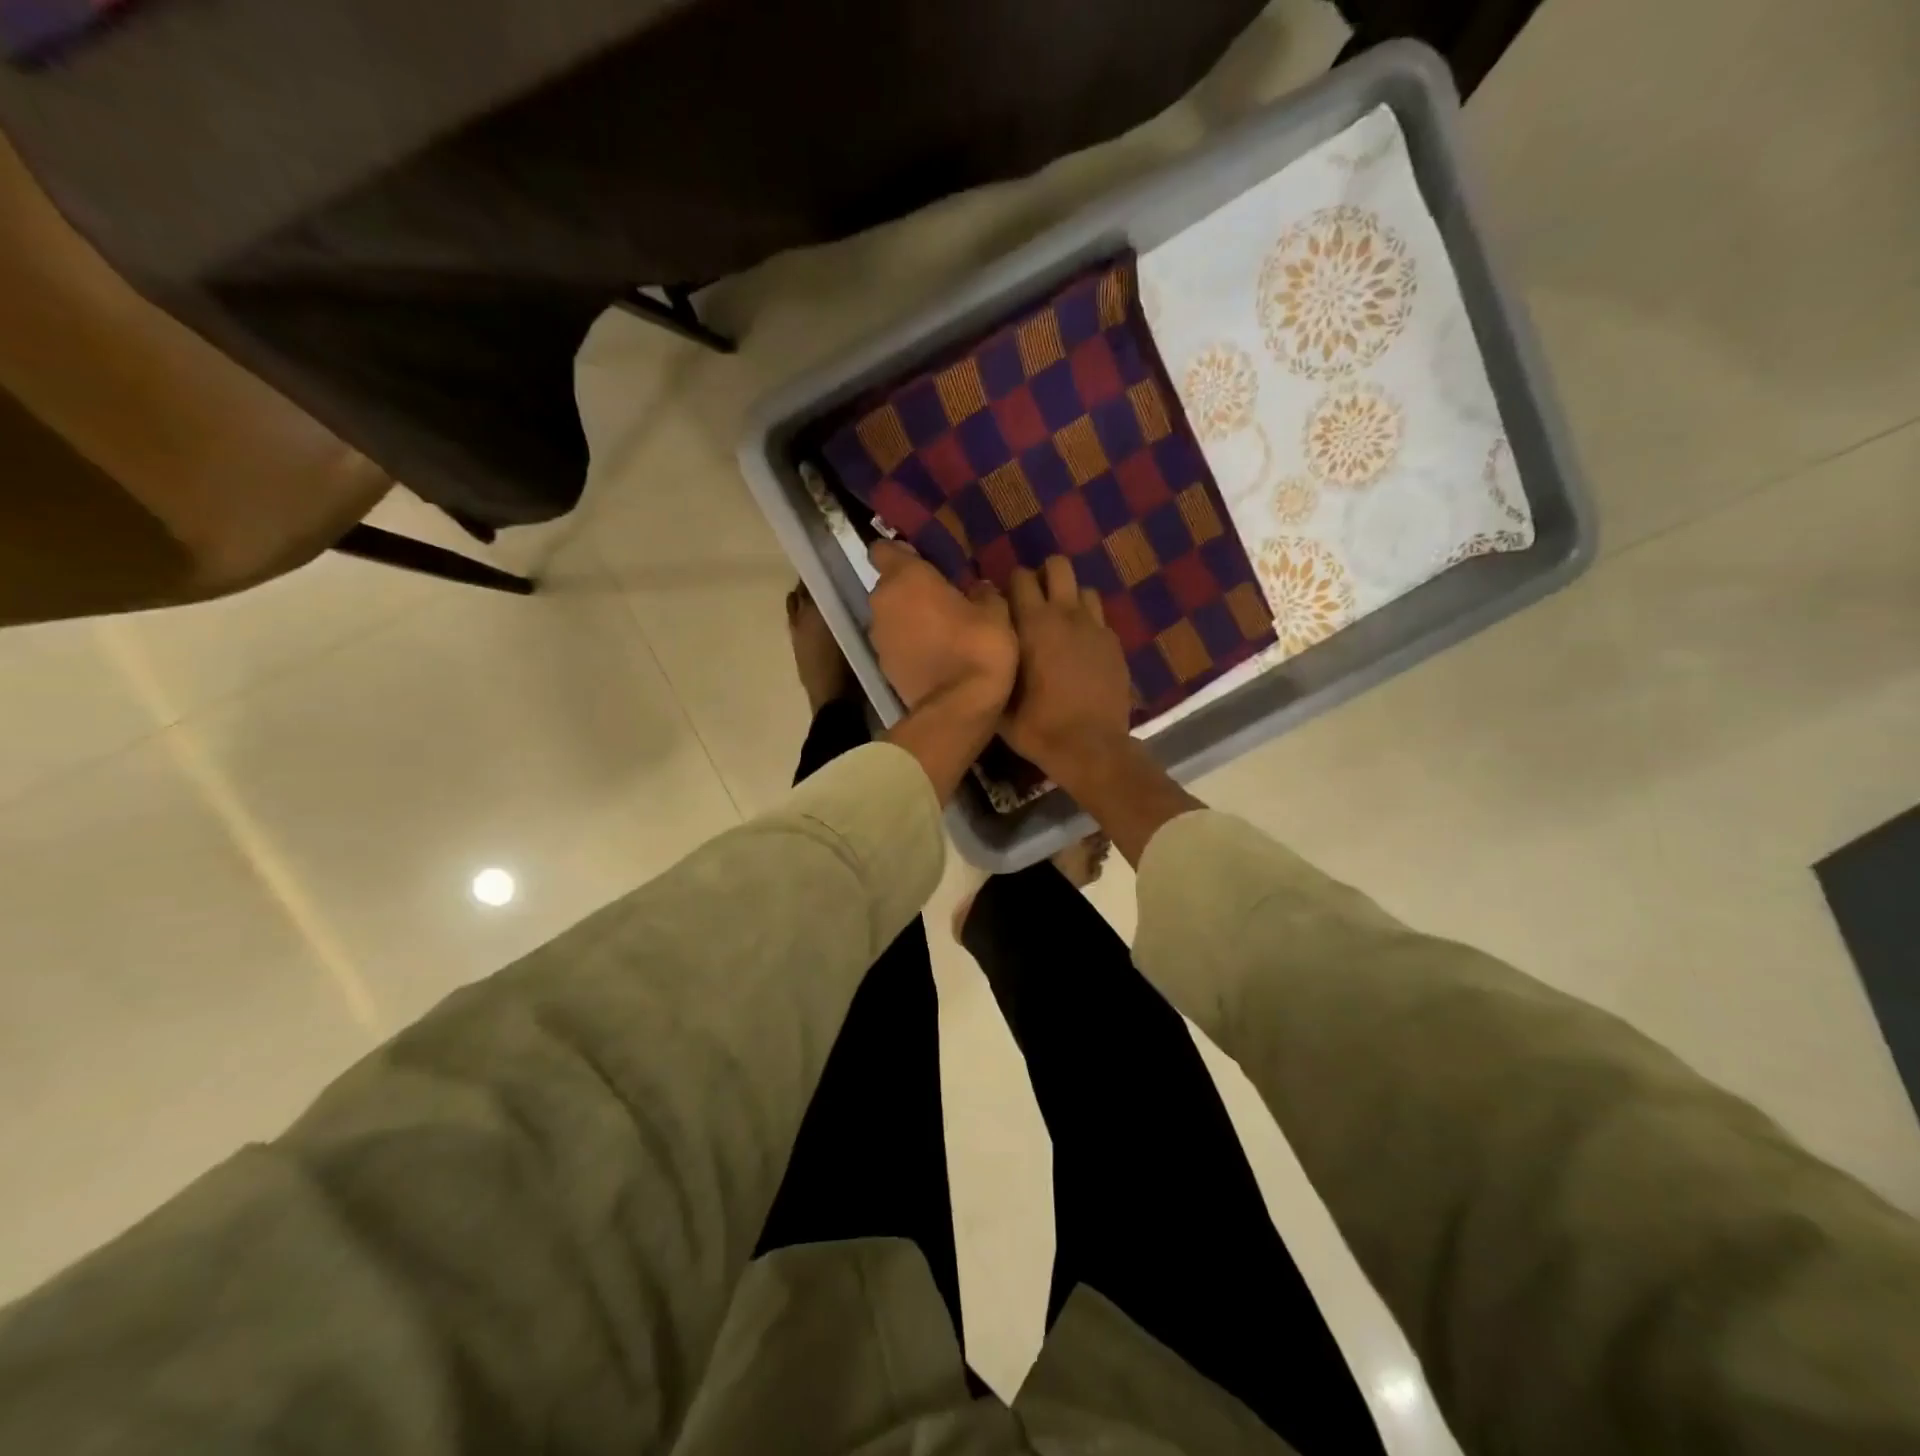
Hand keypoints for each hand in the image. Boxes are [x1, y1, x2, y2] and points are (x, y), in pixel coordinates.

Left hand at [867, 540, 1016, 717]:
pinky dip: (909, 645)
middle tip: (941, 597)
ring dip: (909, 619)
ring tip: (940, 629)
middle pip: (889, 586)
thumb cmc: (978, 647)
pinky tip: (935, 654)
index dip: (902, 553)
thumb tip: (978, 587)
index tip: (925, 561)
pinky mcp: (883, 667)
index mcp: (906, 578)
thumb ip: (982, 592)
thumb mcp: (995, 611)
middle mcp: (882, 603)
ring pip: (891, 617)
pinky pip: (895, 644)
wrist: (959, 708)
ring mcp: (878, 637)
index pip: (884, 549)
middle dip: (910, 589)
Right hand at [1002, 556, 1133, 780]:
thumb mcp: (1000, 702)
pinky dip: (1089, 625)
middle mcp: (1066, 615)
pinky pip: (1100, 619)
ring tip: (1061, 622)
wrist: (1091, 747)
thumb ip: (993, 666)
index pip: (1020, 578)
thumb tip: (986, 648)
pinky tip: (1081, 648)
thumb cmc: (1038, 727)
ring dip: (1071, 599)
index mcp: (1033, 624)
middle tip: (1035, 602)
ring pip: (1084, 589)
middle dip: (1045, 576)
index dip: (1011, 585)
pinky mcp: (1115, 644)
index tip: (1005, 602)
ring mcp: (1095, 627)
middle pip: (1058, 566)